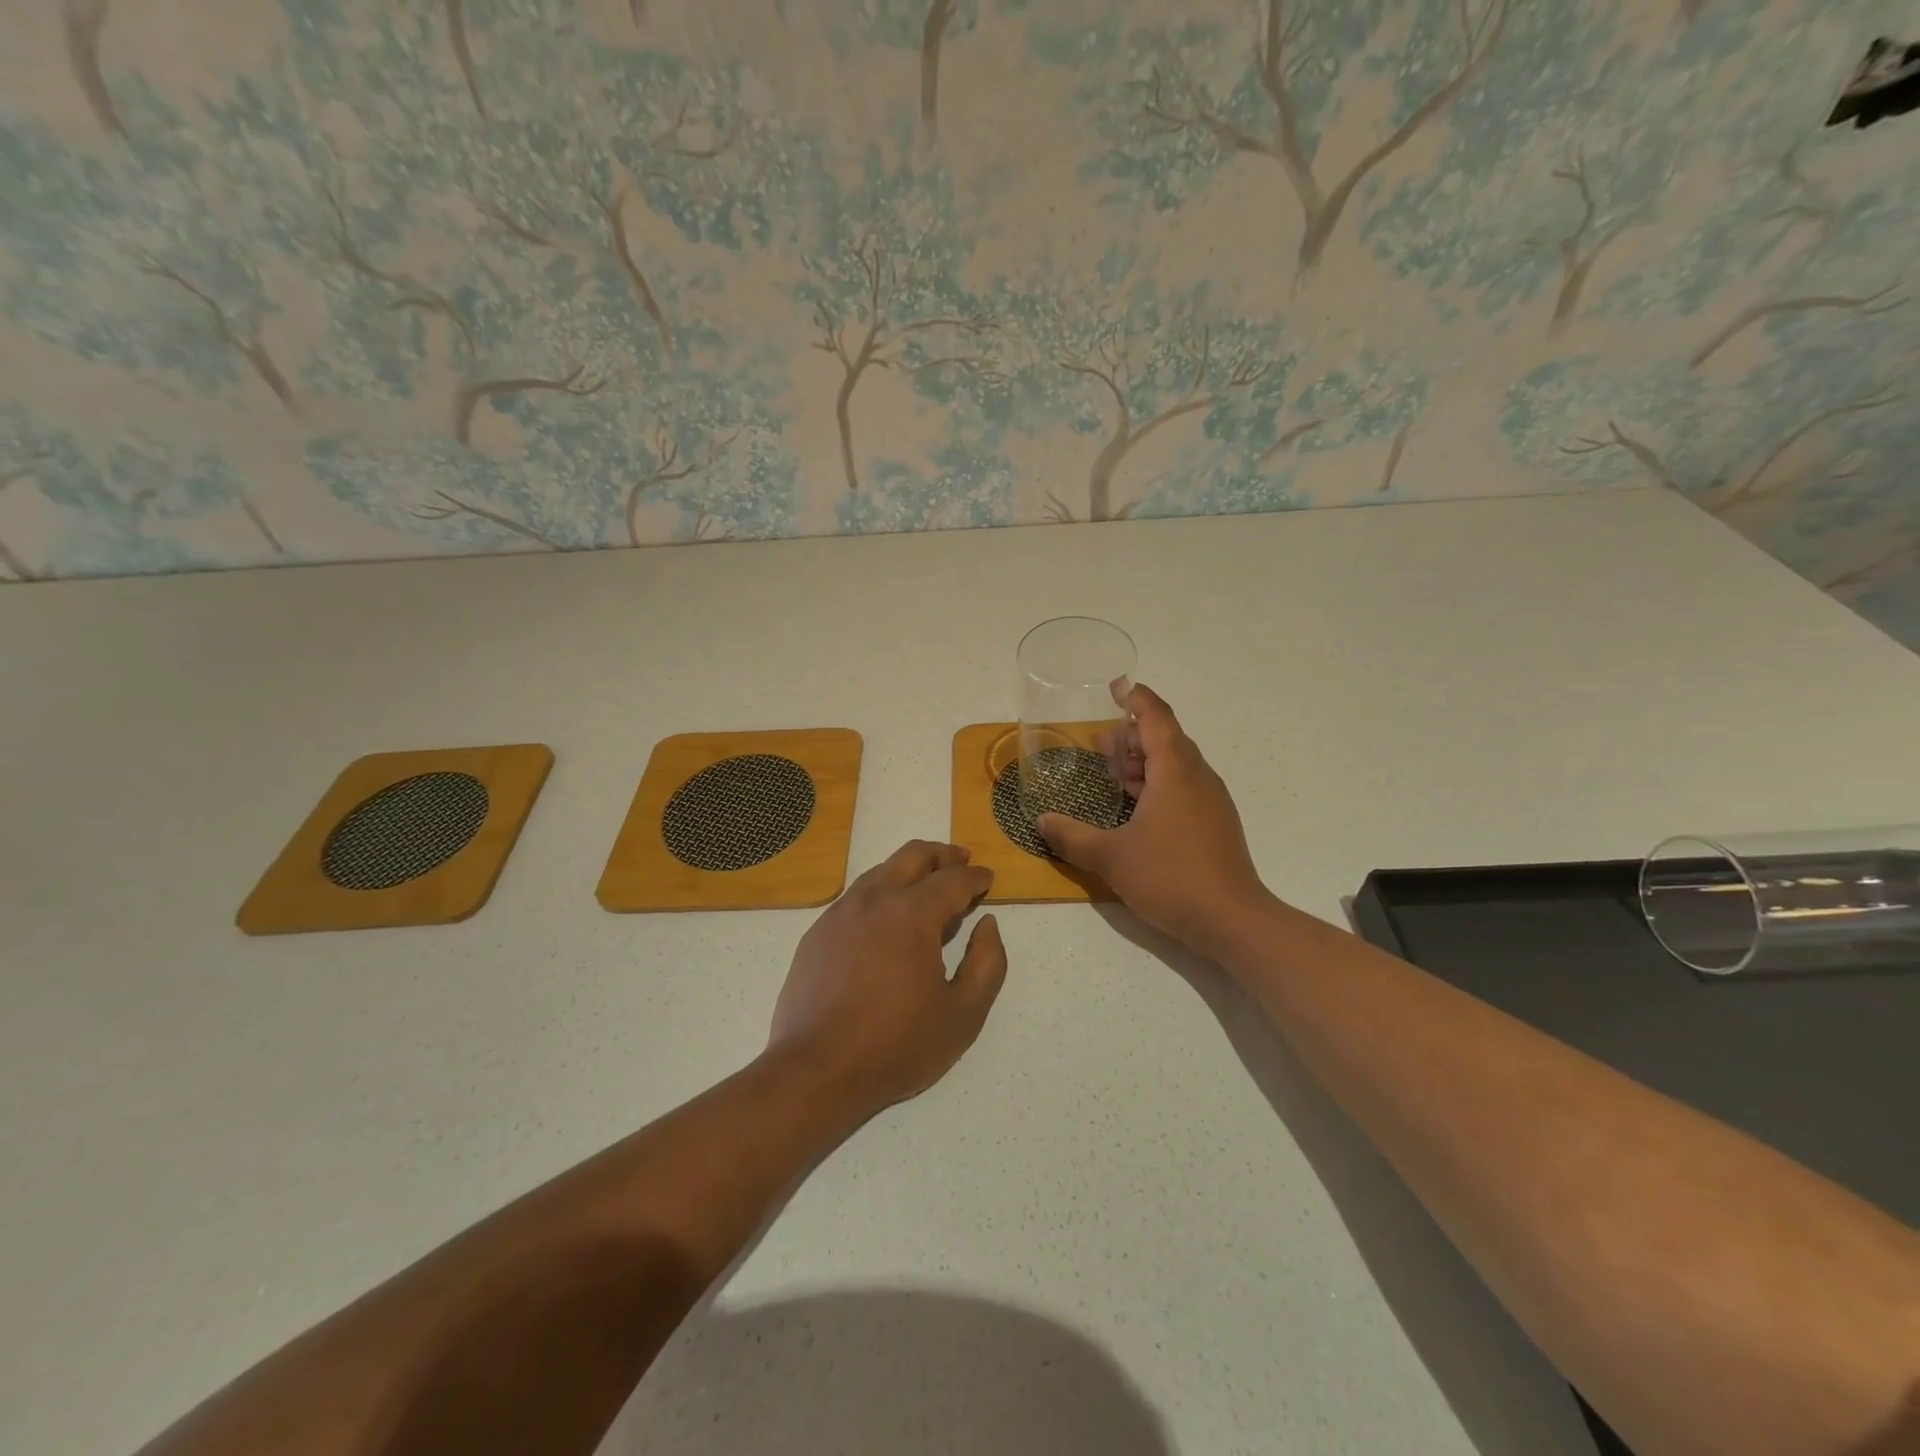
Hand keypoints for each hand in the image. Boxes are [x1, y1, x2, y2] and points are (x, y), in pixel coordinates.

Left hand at [769, 841, 1006, 1113]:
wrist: (816, 1072)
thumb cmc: (896, 1046)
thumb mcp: (963, 1015)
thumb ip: (987, 963)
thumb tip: (987, 924)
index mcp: (912, 914)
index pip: (952, 880)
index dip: (976, 876)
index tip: (988, 878)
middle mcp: (874, 900)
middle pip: (913, 855)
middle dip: (943, 854)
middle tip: (962, 862)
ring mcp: (840, 913)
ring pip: (881, 871)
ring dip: (910, 869)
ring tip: (927, 885)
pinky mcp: (817, 932)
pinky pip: (856, 896)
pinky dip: (881, 892)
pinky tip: (886, 917)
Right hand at [1040, 684, 1271, 959]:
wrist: (1232, 920)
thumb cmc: (1170, 876)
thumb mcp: (1111, 857)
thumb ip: (1071, 837)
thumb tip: (1041, 822)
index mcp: (1175, 770)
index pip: (1155, 717)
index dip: (1135, 699)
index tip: (1116, 687)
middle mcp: (1197, 776)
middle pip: (1165, 739)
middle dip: (1131, 737)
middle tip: (1098, 747)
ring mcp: (1211, 800)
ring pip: (1176, 765)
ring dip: (1144, 762)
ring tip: (1112, 776)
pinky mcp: (1215, 823)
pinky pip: (1183, 787)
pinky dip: (1157, 784)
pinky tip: (1136, 810)